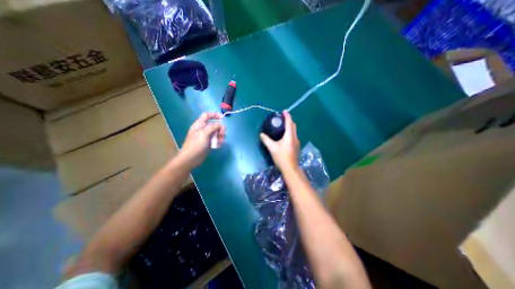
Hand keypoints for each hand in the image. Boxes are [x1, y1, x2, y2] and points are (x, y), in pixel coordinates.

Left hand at [178, 112, 225, 167]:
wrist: (191, 159)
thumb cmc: (196, 145)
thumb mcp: (204, 134)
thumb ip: (213, 127)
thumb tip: (220, 124)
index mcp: (200, 125)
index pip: (207, 115)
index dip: (215, 115)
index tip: (223, 118)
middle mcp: (203, 129)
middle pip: (215, 125)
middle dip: (220, 128)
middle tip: (223, 133)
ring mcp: (206, 137)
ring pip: (217, 133)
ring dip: (220, 136)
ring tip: (220, 142)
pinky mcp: (209, 143)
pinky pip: (216, 140)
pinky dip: (218, 142)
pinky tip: (217, 146)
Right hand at [260, 110, 299, 171]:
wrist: (290, 168)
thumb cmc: (281, 157)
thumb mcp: (272, 148)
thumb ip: (266, 140)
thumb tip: (261, 134)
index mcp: (289, 136)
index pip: (289, 123)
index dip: (287, 116)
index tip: (284, 111)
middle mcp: (295, 137)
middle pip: (293, 126)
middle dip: (289, 120)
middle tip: (282, 118)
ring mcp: (297, 142)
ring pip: (294, 131)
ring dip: (290, 126)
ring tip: (283, 126)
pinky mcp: (296, 147)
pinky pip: (293, 136)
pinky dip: (290, 132)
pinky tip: (285, 136)